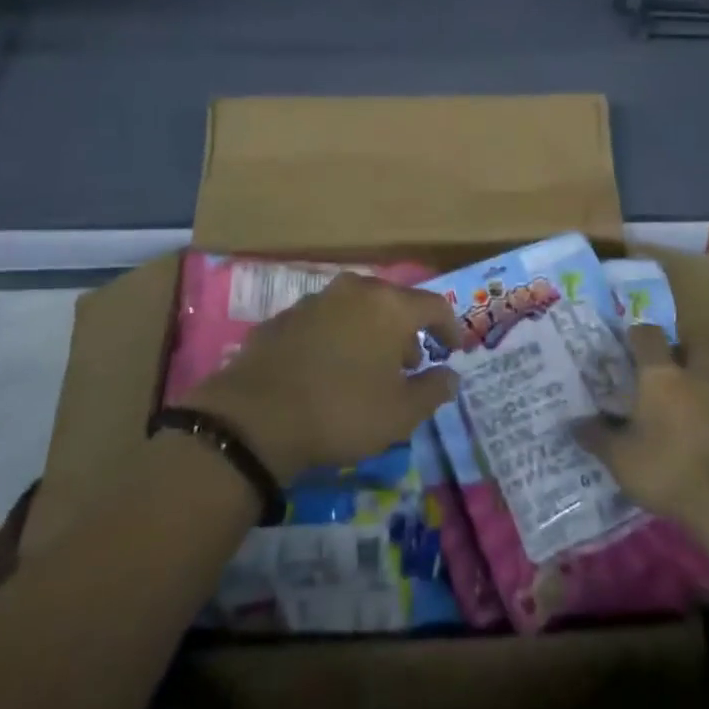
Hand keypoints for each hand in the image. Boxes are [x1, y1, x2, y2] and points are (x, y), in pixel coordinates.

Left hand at [184, 273, 460, 482]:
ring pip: (357, 310)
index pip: (434, 306)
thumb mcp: (400, 414)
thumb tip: (450, 375)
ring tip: (368, 370)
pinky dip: (337, 339)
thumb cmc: (341, 412)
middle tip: (409, 366)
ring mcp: (315, 300)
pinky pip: (325, 322)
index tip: (453, 350)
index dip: (450, 328)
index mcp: (389, 306)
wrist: (255, 418)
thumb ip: (433, 390)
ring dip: (370, 334)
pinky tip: (328, 370)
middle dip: (406, 333)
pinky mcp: (284, 317)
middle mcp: (354, 290)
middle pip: (393, 304)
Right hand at [574, 326, 708, 537]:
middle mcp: (695, 378)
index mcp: (660, 376)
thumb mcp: (619, 458)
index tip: (628, 343)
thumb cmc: (665, 469)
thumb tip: (574, 424)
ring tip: (694, 390)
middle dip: (684, 349)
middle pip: (696, 345)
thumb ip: (597, 437)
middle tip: (669, 365)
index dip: (638, 334)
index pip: (649, 336)